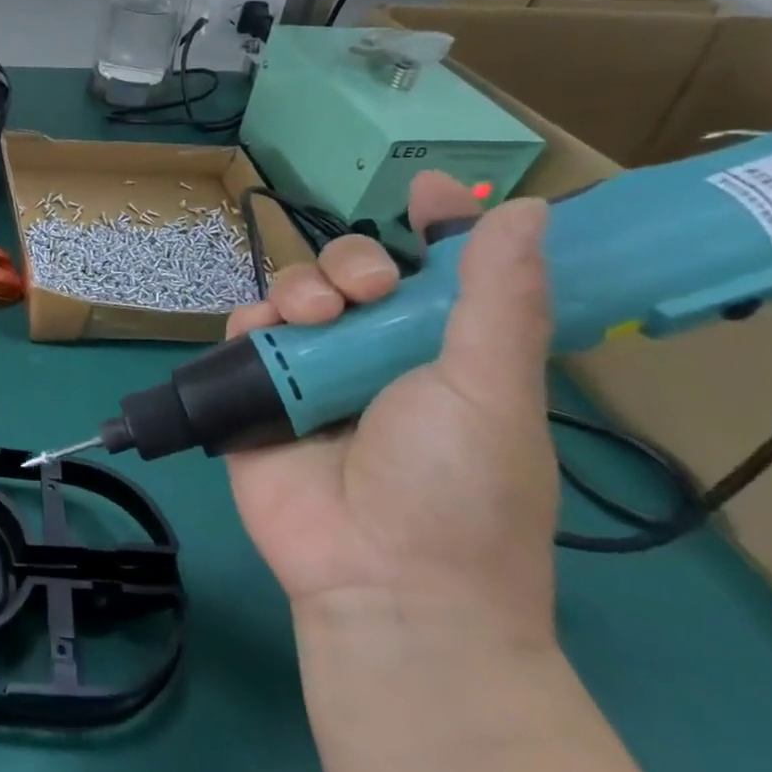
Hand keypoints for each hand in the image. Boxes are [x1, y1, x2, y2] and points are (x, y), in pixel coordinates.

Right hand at [226, 172, 558, 648]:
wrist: (383, 581)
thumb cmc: (457, 488)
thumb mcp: (493, 390)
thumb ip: (499, 299)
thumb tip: (528, 209)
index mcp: (443, 352)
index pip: (439, 273)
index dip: (436, 227)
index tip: (430, 190)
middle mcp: (375, 355)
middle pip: (351, 273)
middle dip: (352, 264)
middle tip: (363, 292)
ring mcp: (312, 374)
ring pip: (293, 294)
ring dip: (300, 289)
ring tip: (313, 320)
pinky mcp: (258, 394)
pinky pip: (244, 334)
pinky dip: (250, 322)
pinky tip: (264, 334)